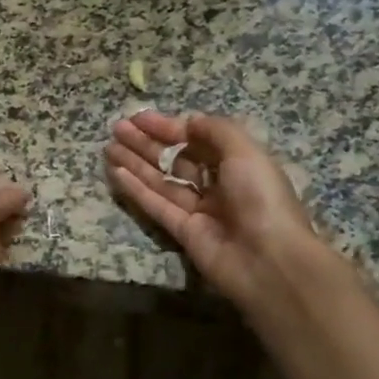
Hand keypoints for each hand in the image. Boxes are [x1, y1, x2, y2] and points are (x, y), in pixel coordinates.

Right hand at [105, 110, 330, 314]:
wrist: (269, 260)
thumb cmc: (261, 198)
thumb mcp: (245, 151)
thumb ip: (215, 131)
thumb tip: (187, 121)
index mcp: (238, 164)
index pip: (197, 140)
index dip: (168, 128)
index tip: (140, 118)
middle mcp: (218, 186)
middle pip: (176, 159)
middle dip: (146, 143)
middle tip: (117, 129)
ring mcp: (199, 210)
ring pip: (161, 181)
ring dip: (135, 163)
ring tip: (108, 147)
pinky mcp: (183, 232)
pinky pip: (156, 205)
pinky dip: (136, 189)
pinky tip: (116, 173)